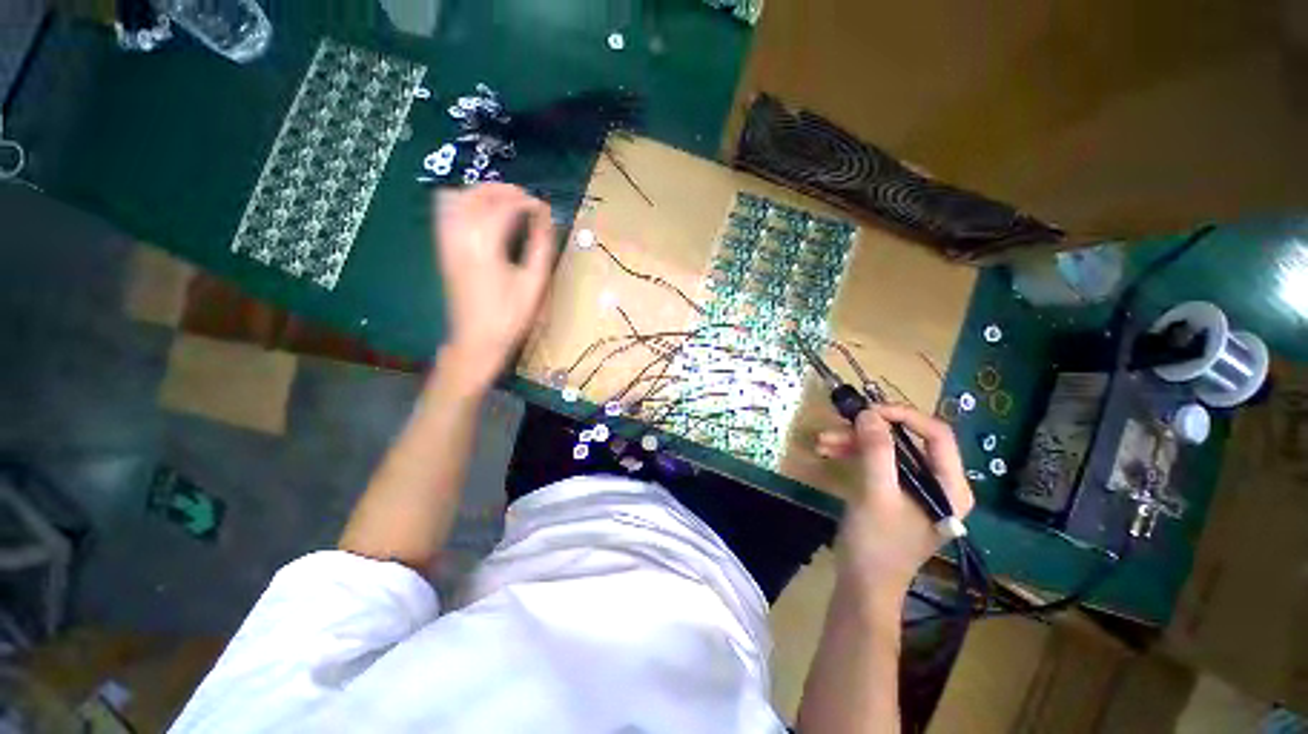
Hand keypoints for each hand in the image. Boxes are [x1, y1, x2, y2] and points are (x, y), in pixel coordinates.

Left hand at [434, 184, 555, 391]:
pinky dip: (463, 203)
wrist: (476, 340)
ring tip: (505, 203)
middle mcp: (460, 236)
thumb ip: (541, 247)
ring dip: (482, 193)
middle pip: (478, 195)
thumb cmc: (510, 316)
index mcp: (485, 245)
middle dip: (505, 191)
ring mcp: (446, 241)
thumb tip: (547, 219)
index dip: (528, 202)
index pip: (505, 206)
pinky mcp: (442, 249)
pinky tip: (481, 215)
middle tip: (528, 201)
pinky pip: (444, 212)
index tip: (545, 209)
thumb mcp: (534, 283)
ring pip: (457, 197)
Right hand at [816, 405, 974, 592]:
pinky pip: (875, 462)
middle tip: (837, 425)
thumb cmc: (877, 544)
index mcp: (950, 485)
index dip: (903, 416)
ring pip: (886, 449)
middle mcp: (937, 482)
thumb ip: (877, 452)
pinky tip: (828, 451)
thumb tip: (869, 413)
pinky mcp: (892, 492)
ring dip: (853, 441)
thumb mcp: (876, 495)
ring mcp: (913, 487)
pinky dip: (852, 454)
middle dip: (869, 431)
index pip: (937, 434)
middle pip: (906, 440)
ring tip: (822, 441)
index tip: (868, 411)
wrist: (862, 585)